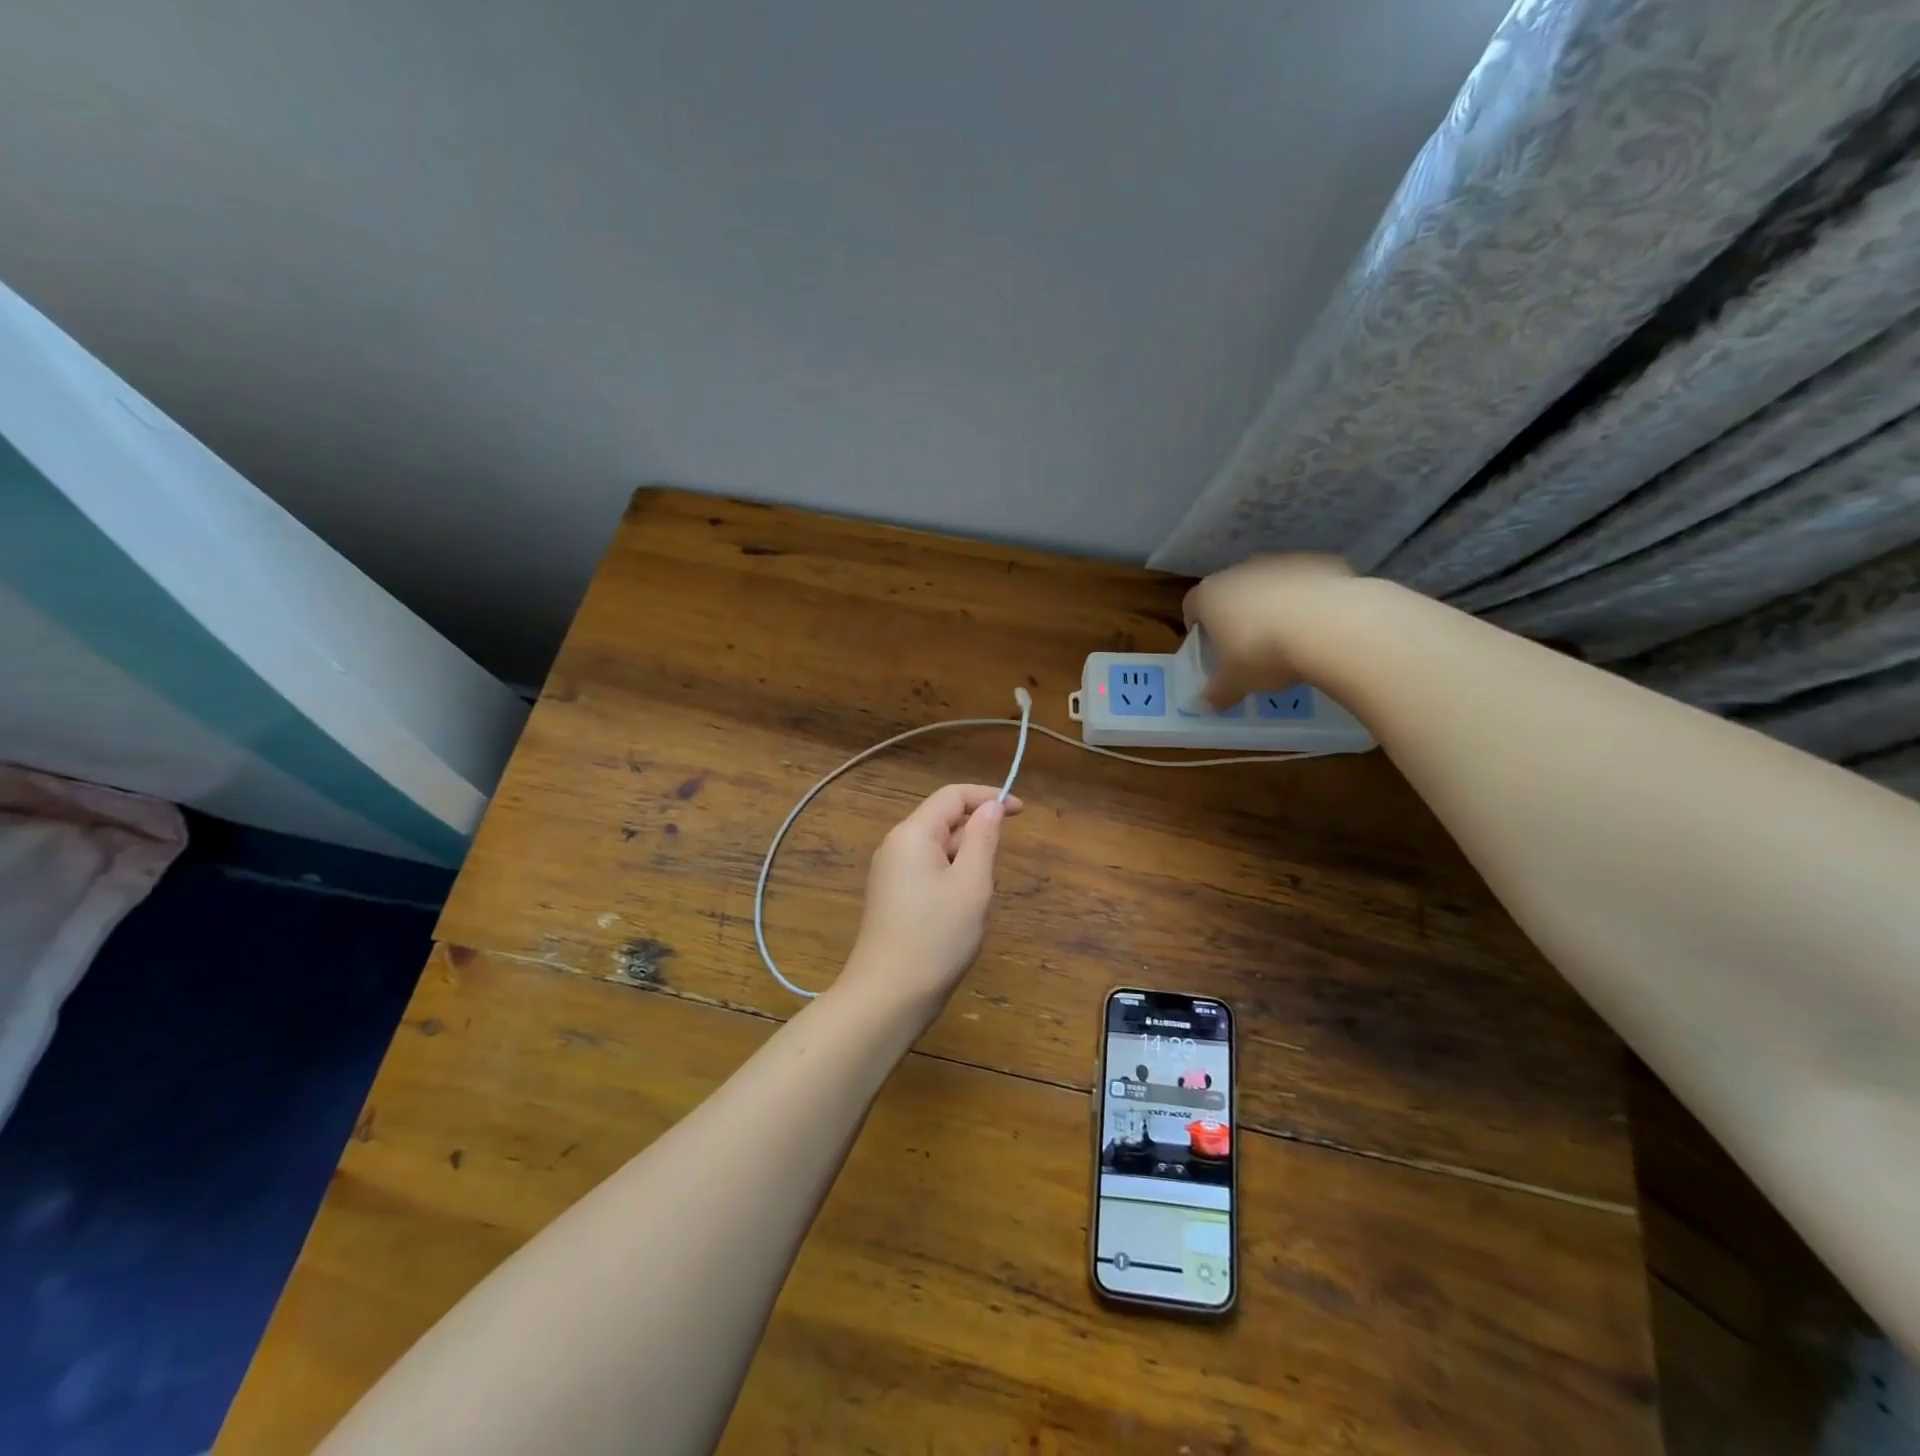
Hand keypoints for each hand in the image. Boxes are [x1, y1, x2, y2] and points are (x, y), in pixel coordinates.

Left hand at [838, 784, 1022, 1022]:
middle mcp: (896, 846)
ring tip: (976, 901)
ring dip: (966, 861)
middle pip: (943, 820)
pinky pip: (928, 871)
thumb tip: (990, 806)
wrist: (888, 996)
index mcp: (912, 834)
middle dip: (976, 835)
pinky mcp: (892, 897)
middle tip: (994, 876)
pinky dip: (951, 879)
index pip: (952, 796)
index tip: (1021, 811)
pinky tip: (959, 913)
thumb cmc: (936, 937)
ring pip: (938, 849)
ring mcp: (890, 873)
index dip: (988, 797)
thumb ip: (983, 839)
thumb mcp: (971, 884)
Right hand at [1182, 554, 1355, 709]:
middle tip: (1247, 645)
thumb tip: (1206, 705)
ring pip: (1270, 583)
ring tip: (1289, 636)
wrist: (1330, 627)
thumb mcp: (1236, 682)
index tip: (1207, 645)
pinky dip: (1308, 598)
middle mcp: (1241, 570)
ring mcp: (1282, 562)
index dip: (1197, 625)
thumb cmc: (1263, 653)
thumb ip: (1218, 692)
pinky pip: (1306, 581)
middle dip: (1237, 614)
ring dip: (1273, 604)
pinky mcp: (1319, 561)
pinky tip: (1320, 624)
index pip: (1192, 605)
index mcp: (1211, 595)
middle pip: (1232, 591)